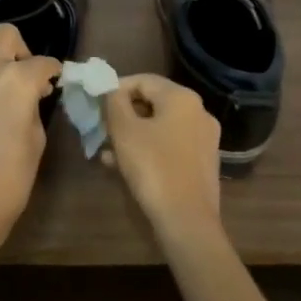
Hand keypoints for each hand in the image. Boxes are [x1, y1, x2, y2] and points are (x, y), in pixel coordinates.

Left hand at [0, 22, 59, 248]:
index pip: (43, 62)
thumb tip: (32, 93)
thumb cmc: (11, 179)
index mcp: (17, 81)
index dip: (52, 71)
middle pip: (5, 35)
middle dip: (20, 50)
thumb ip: (33, 105)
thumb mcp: (36, 138)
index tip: (53, 81)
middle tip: (24, 75)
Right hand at [102, 74, 222, 241]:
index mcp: (182, 98)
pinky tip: (125, 167)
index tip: (96, 105)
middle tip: (100, 129)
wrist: (187, 220)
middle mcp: (199, 112)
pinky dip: (148, 149)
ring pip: (160, 127)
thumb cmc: (153, 168)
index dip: (116, 88)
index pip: (143, 80)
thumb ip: (114, 102)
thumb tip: (111, 89)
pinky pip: (170, 146)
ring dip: (133, 135)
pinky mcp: (203, 162)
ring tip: (107, 152)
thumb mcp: (124, 131)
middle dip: (124, 115)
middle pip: (153, 103)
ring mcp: (204, 139)